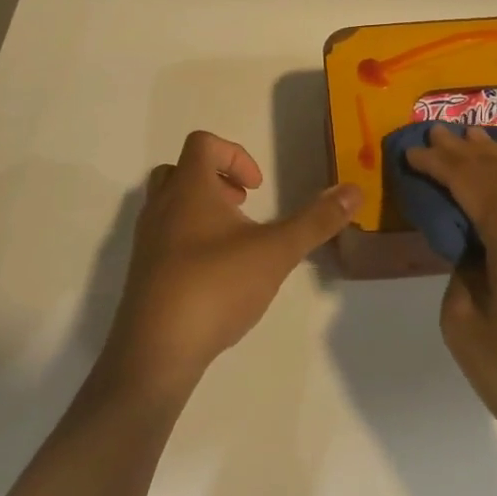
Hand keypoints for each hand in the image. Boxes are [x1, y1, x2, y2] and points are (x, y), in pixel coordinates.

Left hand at [102, 131, 361, 401]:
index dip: (235, 155)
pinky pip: (164, 238)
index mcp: (189, 189)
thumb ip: (316, 221)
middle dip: (215, 180)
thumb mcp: (276, 252)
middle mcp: (161, 207)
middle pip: (180, 170)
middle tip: (242, 206)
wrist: (156, 352)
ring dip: (202, 210)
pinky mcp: (143, 274)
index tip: (257, 187)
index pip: (203, 144)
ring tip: (234, 241)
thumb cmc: (216, 286)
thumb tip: (354, 190)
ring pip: (169, 205)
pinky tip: (217, 276)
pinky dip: (190, 241)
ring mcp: (147, 242)